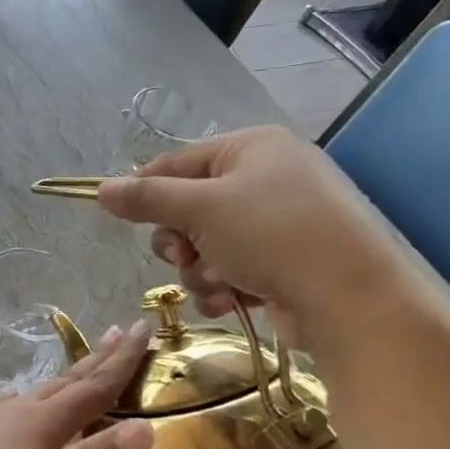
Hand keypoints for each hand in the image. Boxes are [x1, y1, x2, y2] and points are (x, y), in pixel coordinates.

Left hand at [0, 324, 154, 448]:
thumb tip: (146, 428)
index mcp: (39, 424)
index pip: (92, 387)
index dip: (123, 361)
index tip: (146, 328)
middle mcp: (16, 412)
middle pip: (68, 381)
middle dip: (100, 358)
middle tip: (125, 330)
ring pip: (39, 390)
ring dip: (69, 376)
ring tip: (84, 366)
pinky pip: (14, 404)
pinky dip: (35, 396)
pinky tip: (21, 403)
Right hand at [96, 126, 401, 335]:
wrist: (348, 297)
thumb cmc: (272, 234)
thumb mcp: (202, 208)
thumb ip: (147, 198)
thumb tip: (101, 189)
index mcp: (252, 148)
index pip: (179, 162)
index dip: (146, 189)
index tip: (118, 214)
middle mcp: (266, 179)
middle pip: (189, 209)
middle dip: (180, 241)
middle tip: (183, 255)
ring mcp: (277, 223)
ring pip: (206, 247)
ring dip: (200, 270)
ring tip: (219, 283)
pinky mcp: (283, 263)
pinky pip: (230, 269)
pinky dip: (223, 287)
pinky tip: (231, 301)